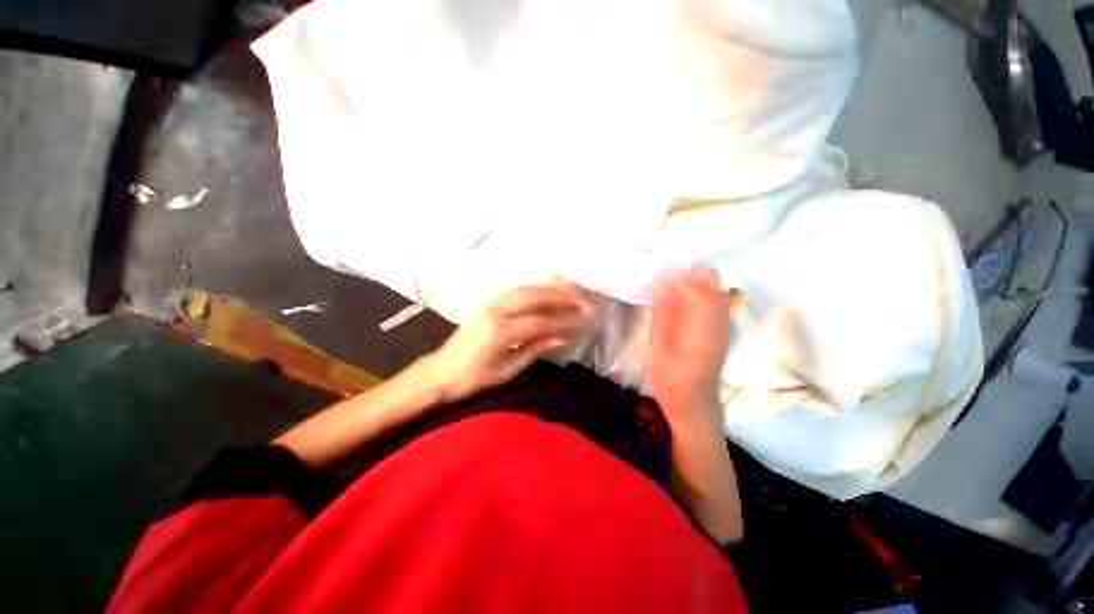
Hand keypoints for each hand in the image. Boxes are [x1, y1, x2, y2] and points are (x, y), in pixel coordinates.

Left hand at [424, 283, 589, 403]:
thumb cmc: (473, 379)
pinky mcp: (486, 304)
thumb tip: (560, 339)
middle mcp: (495, 312)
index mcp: (500, 333)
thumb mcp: (506, 371)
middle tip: (581, 297)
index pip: (539, 322)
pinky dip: (533, 288)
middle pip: (533, 297)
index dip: (562, 322)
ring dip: (548, 287)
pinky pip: (514, 291)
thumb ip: (533, 350)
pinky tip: (546, 289)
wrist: (440, 372)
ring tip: (569, 288)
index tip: (582, 321)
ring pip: (524, 289)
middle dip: (559, 296)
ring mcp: (489, 305)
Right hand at [646, 266, 734, 431]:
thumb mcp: (659, 352)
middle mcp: (720, 326)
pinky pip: (715, 302)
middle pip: (714, 287)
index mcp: (704, 332)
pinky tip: (680, 296)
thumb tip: (660, 288)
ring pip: (716, 291)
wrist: (695, 406)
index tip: (660, 276)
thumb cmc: (672, 384)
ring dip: (695, 281)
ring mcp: (723, 328)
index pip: (700, 293)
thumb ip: (662, 319)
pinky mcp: (721, 331)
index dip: (681, 279)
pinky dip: (699, 292)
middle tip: (666, 274)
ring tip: (671, 282)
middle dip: (691, 274)